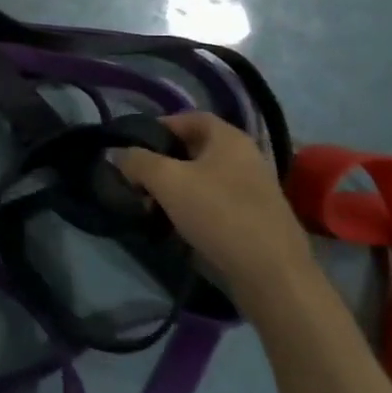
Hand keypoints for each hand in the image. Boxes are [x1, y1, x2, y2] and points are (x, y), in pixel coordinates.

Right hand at [117, 112, 314, 306]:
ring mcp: (253, 190)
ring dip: (174, 189)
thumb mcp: (167, 180)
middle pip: (194, 149)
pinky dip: (192, 208)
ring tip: (150, 206)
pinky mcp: (254, 219)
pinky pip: (214, 203)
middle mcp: (245, 158)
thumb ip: (137, 161)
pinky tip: (175, 225)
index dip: (159, 125)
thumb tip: (120, 155)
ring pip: (202, 179)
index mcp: (230, 139)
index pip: (189, 117)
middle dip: (162, 162)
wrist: (271, 275)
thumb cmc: (219, 214)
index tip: (133, 145)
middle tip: (137, 178)